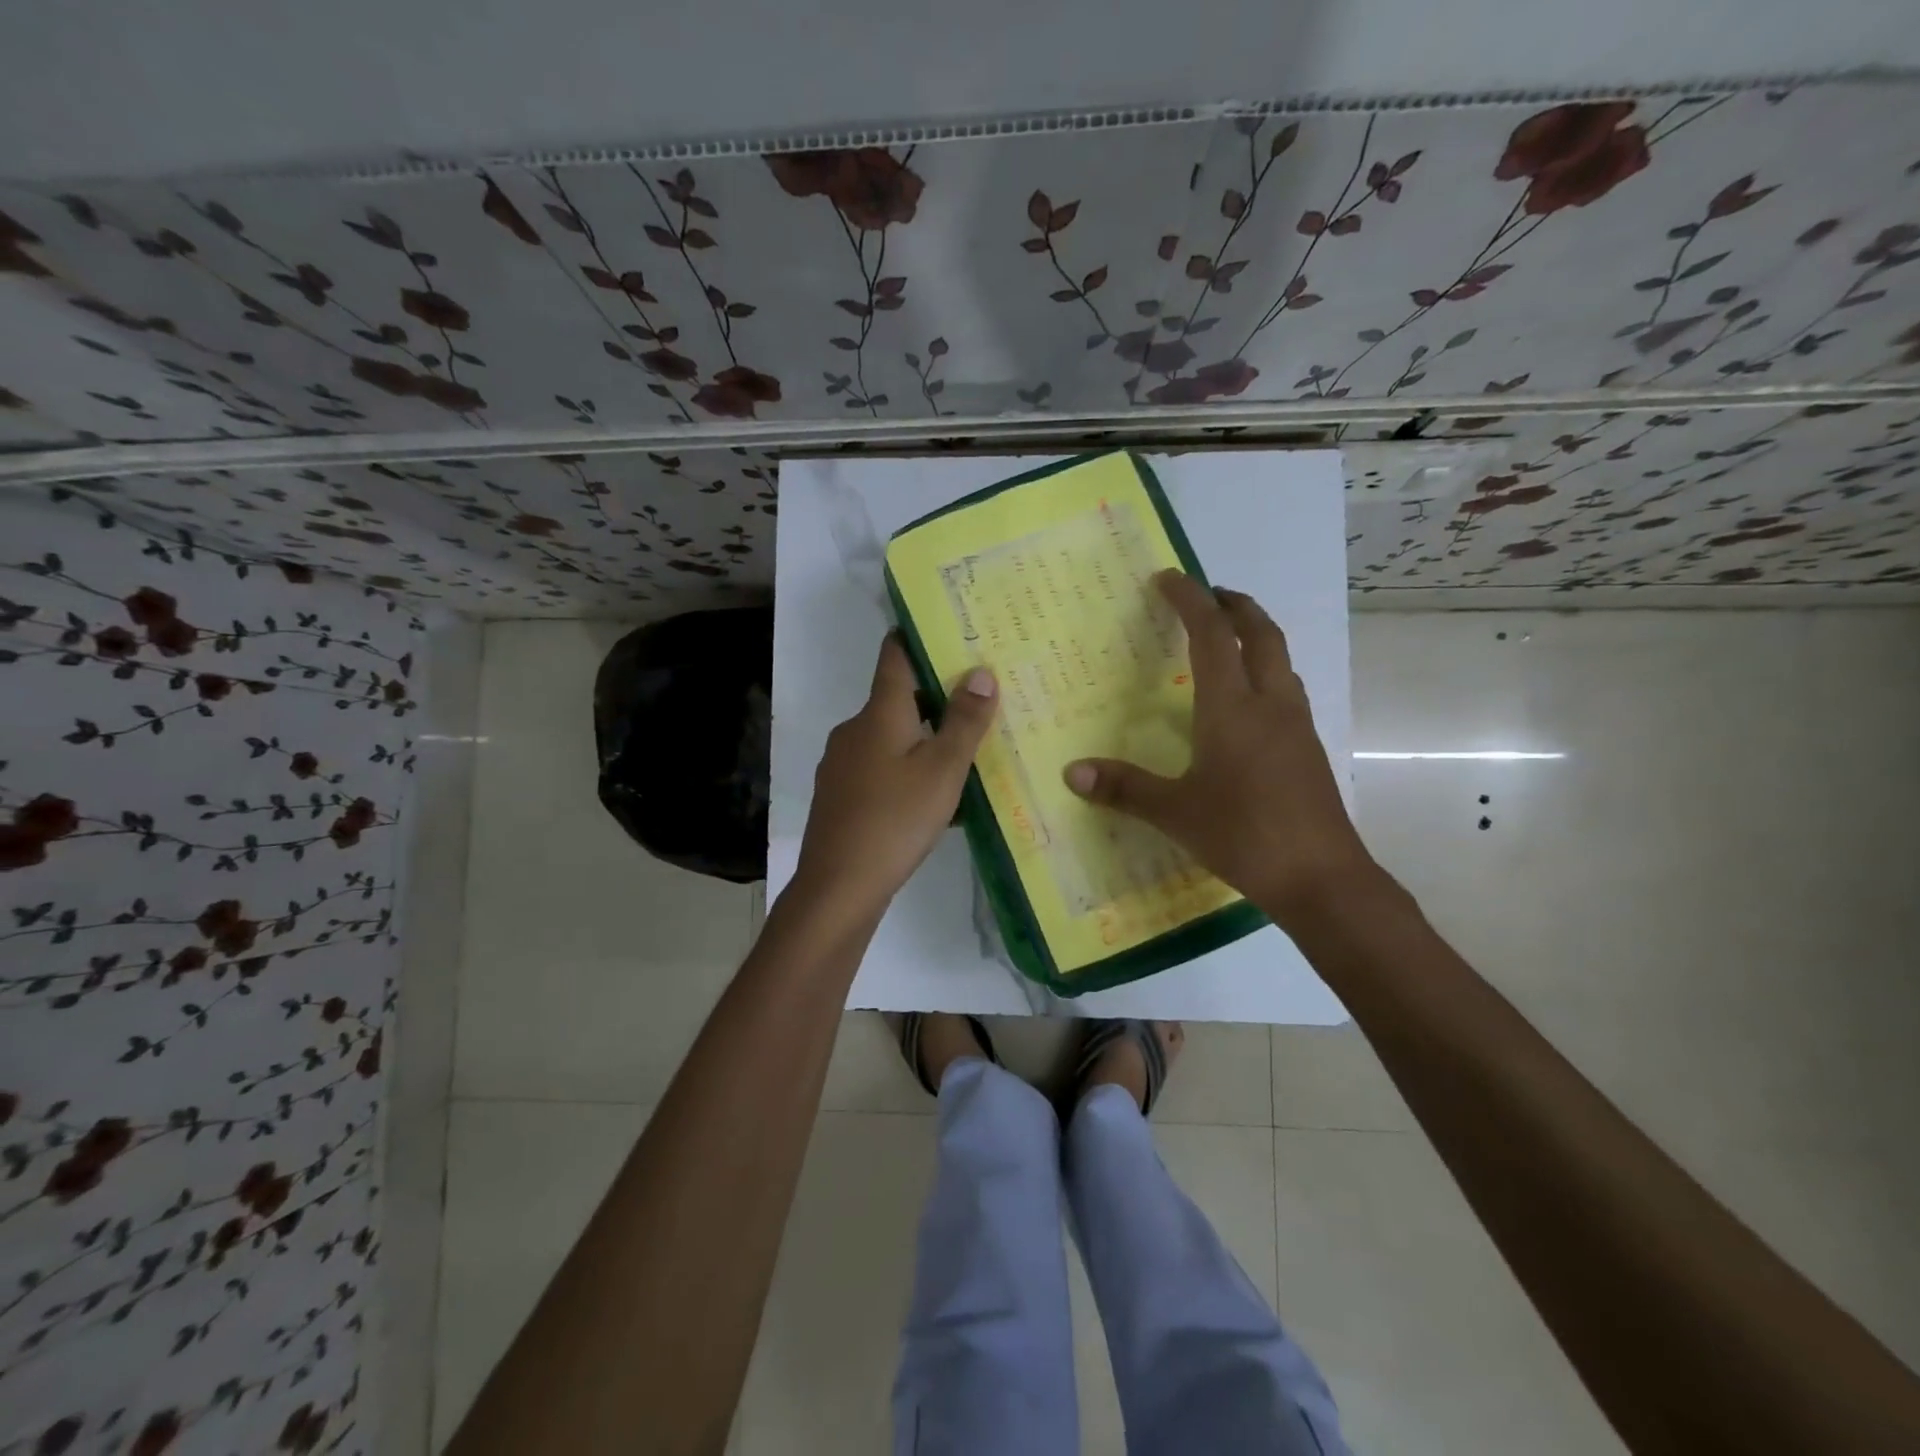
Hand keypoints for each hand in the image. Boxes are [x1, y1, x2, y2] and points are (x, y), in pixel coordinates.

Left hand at [793, 635, 997, 920]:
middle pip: (897, 698)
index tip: (949, 630)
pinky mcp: (840, 795)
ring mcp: (842, 764)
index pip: (895, 655)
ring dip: (923, 738)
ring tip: (963, 753)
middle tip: (977, 700)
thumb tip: (981, 672)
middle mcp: (854, 729)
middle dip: (935, 697)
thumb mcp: (943, 769)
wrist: (839, 886)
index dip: (918, 637)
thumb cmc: (896, 819)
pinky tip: (932, 798)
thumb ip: (964, 721)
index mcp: (879, 713)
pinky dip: (906, 769)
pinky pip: (880, 768)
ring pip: (890, 737)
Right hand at [1064, 571, 1379, 928]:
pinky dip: (1265, 672)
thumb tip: (1072, 771)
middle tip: (1207, 595)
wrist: (1322, 878)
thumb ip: (1124, 788)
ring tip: (1227, 639)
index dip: (1190, 600)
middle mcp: (1269, 704)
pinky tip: (1246, 703)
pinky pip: (1286, 689)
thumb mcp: (1175, 813)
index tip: (1168, 578)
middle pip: (1260, 633)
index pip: (1212, 635)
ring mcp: (1295, 725)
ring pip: (1280, 660)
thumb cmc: (1244, 835)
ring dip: (1255, 636)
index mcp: (1232, 708)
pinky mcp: (1307, 749)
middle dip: (1234, 605)